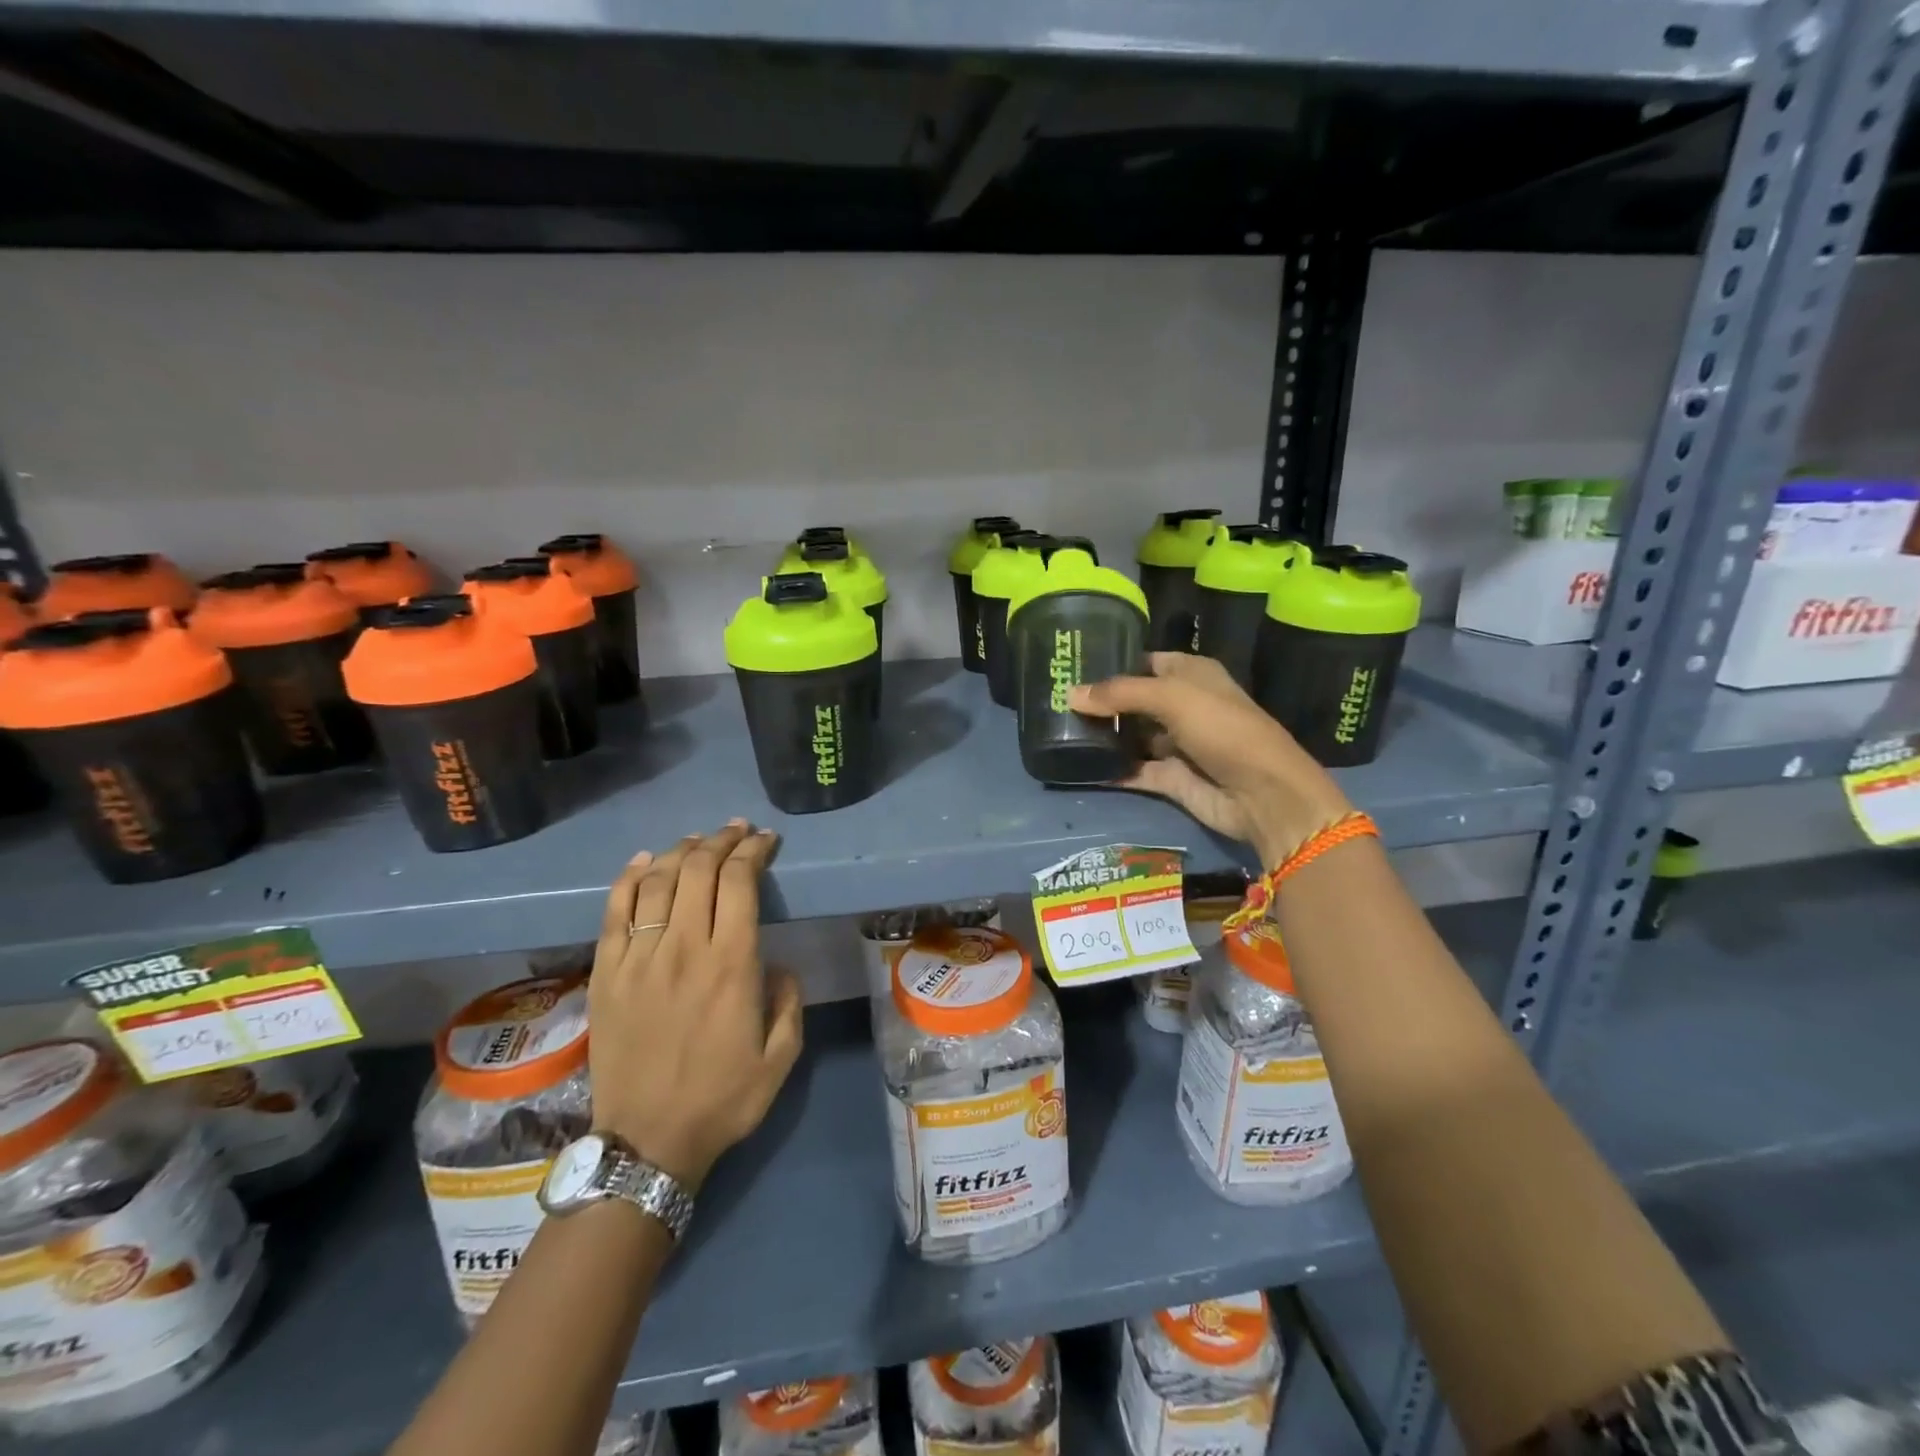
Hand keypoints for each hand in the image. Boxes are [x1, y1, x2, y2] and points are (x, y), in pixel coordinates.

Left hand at [588, 821, 803, 1191]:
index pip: (740, 882)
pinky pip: (614, 911)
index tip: (765, 840)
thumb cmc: (722, 1099)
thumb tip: (777, 963)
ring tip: (698, 840)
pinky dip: (629, 878)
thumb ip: (789, 1000)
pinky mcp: (606, 973)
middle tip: (736, 830)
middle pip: (698, 870)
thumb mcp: (781, 1056)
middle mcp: (684, 948)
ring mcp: (639, 958)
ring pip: (657, 881)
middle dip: (721, 840)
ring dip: (680, 850)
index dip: (753, 851)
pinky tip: (644, 861)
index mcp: (732, 964)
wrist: (646, 1143)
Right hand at [1070, 652, 1352, 865]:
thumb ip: (1120, 694)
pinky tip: (1077, 765)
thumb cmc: (1223, 729)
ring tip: (1058, 731)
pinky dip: (1110, 769)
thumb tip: (1071, 694)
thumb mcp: (1172, 698)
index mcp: (1192, 675)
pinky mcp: (1170, 778)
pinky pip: (1133, 770)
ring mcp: (1176, 744)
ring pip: (1131, 736)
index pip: (1145, 662)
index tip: (1073, 667)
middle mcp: (1183, 706)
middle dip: (1101, 702)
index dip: (1113, 663)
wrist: (1262, 794)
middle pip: (1134, 700)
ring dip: (1102, 735)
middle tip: (1056, 701)